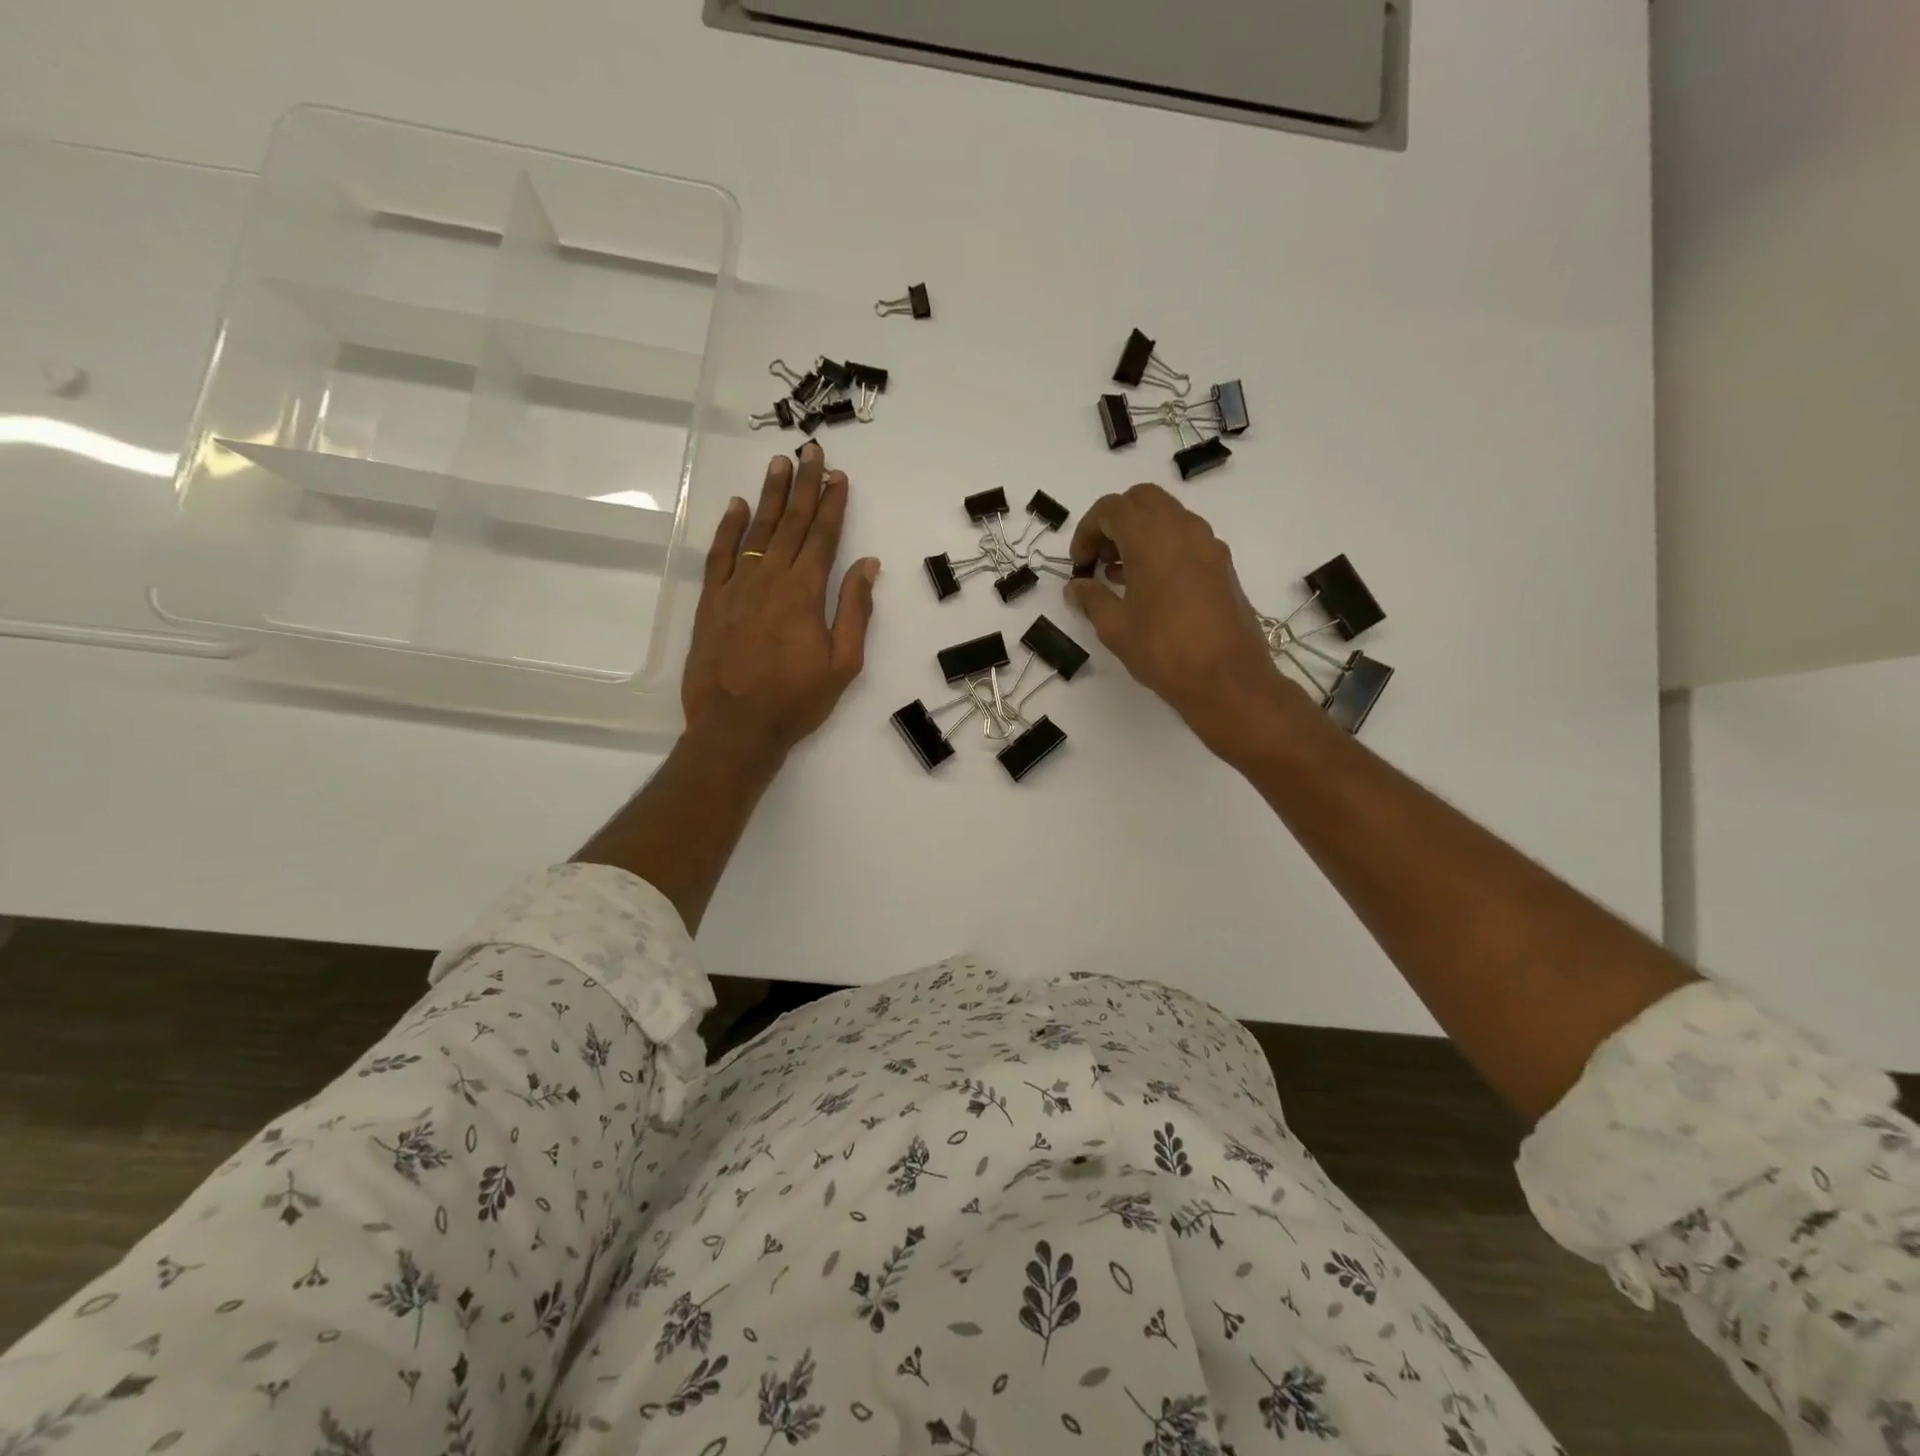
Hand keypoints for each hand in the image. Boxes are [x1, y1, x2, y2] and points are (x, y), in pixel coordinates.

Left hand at [681, 443, 878, 758]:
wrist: (735, 727)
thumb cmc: (796, 700)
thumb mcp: (843, 663)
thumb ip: (855, 610)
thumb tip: (867, 564)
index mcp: (805, 592)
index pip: (823, 536)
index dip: (833, 504)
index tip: (839, 476)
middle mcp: (770, 578)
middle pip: (791, 523)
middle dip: (804, 486)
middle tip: (811, 451)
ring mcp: (736, 586)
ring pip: (756, 530)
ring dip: (770, 495)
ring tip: (780, 464)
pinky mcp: (711, 601)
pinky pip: (720, 554)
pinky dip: (728, 527)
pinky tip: (737, 505)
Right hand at [1067, 483, 1311, 762]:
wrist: (1227, 679)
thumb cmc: (1164, 650)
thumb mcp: (1115, 627)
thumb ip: (1091, 599)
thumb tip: (1076, 587)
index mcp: (1152, 536)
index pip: (1111, 509)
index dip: (1087, 531)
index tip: (1079, 565)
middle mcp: (1183, 529)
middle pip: (1141, 501)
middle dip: (1114, 523)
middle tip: (1098, 559)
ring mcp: (1208, 545)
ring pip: (1166, 517)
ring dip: (1138, 535)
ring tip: (1119, 576)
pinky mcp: (1221, 565)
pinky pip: (1185, 539)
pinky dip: (1161, 548)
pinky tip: (1148, 587)